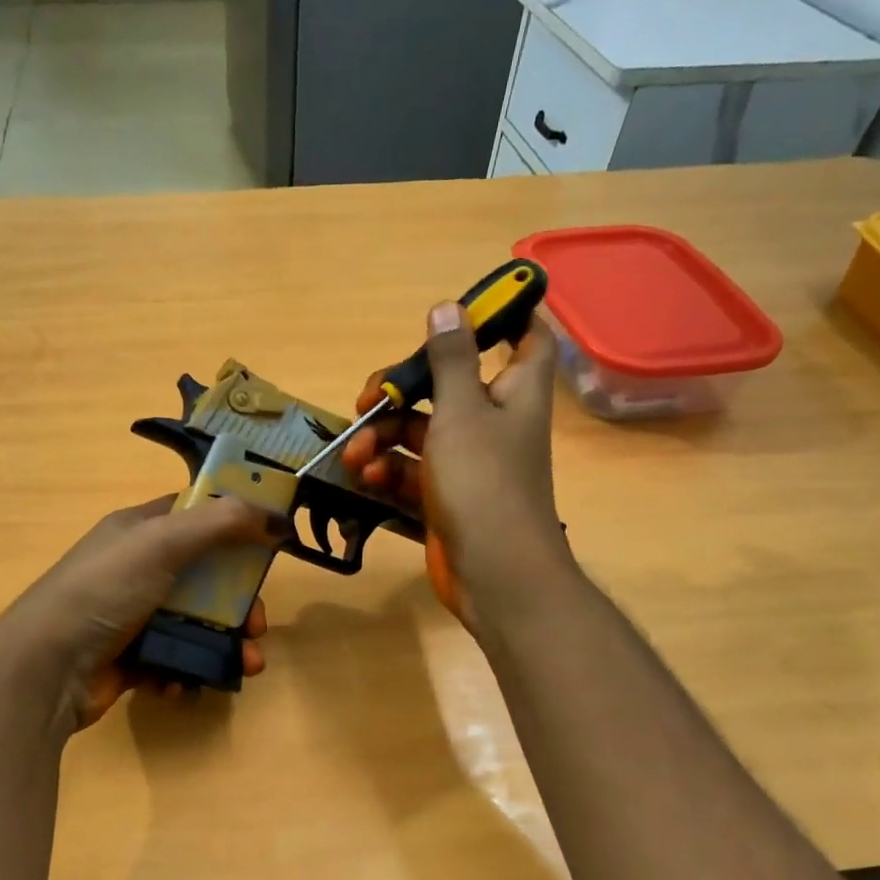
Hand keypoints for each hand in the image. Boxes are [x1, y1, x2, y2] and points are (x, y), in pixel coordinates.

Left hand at [0, 495, 272, 730]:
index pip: (196, 514)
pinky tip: (185, 683)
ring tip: (245, 666)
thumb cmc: (104, 591)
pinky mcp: (131, 657)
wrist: (45, 668)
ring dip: (225, 644)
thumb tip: (274, 516)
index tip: (272, 544)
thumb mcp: (161, 543)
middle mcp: (137, 568)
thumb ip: (219, 523)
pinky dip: (187, 670)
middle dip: (239, 603)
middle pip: (206, 576)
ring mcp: (134, 615)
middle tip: (257, 627)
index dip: (235, 525)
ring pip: (196, 622)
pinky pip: (174, 658)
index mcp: (139, 531)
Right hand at [340, 301, 567, 633]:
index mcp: (514, 393)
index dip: (502, 318)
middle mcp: (493, 422)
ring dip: (383, 437)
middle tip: (369, 397)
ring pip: (420, 431)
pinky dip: (389, 470)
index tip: (460, 311)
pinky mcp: (445, 495)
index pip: (524, 339)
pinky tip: (367, 478)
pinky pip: (412, 470)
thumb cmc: (483, 481)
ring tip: (355, 454)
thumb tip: (447, 307)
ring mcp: (468, 462)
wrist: (493, 572)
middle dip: (402, 390)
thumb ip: (450, 360)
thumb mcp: (461, 412)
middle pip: (447, 386)